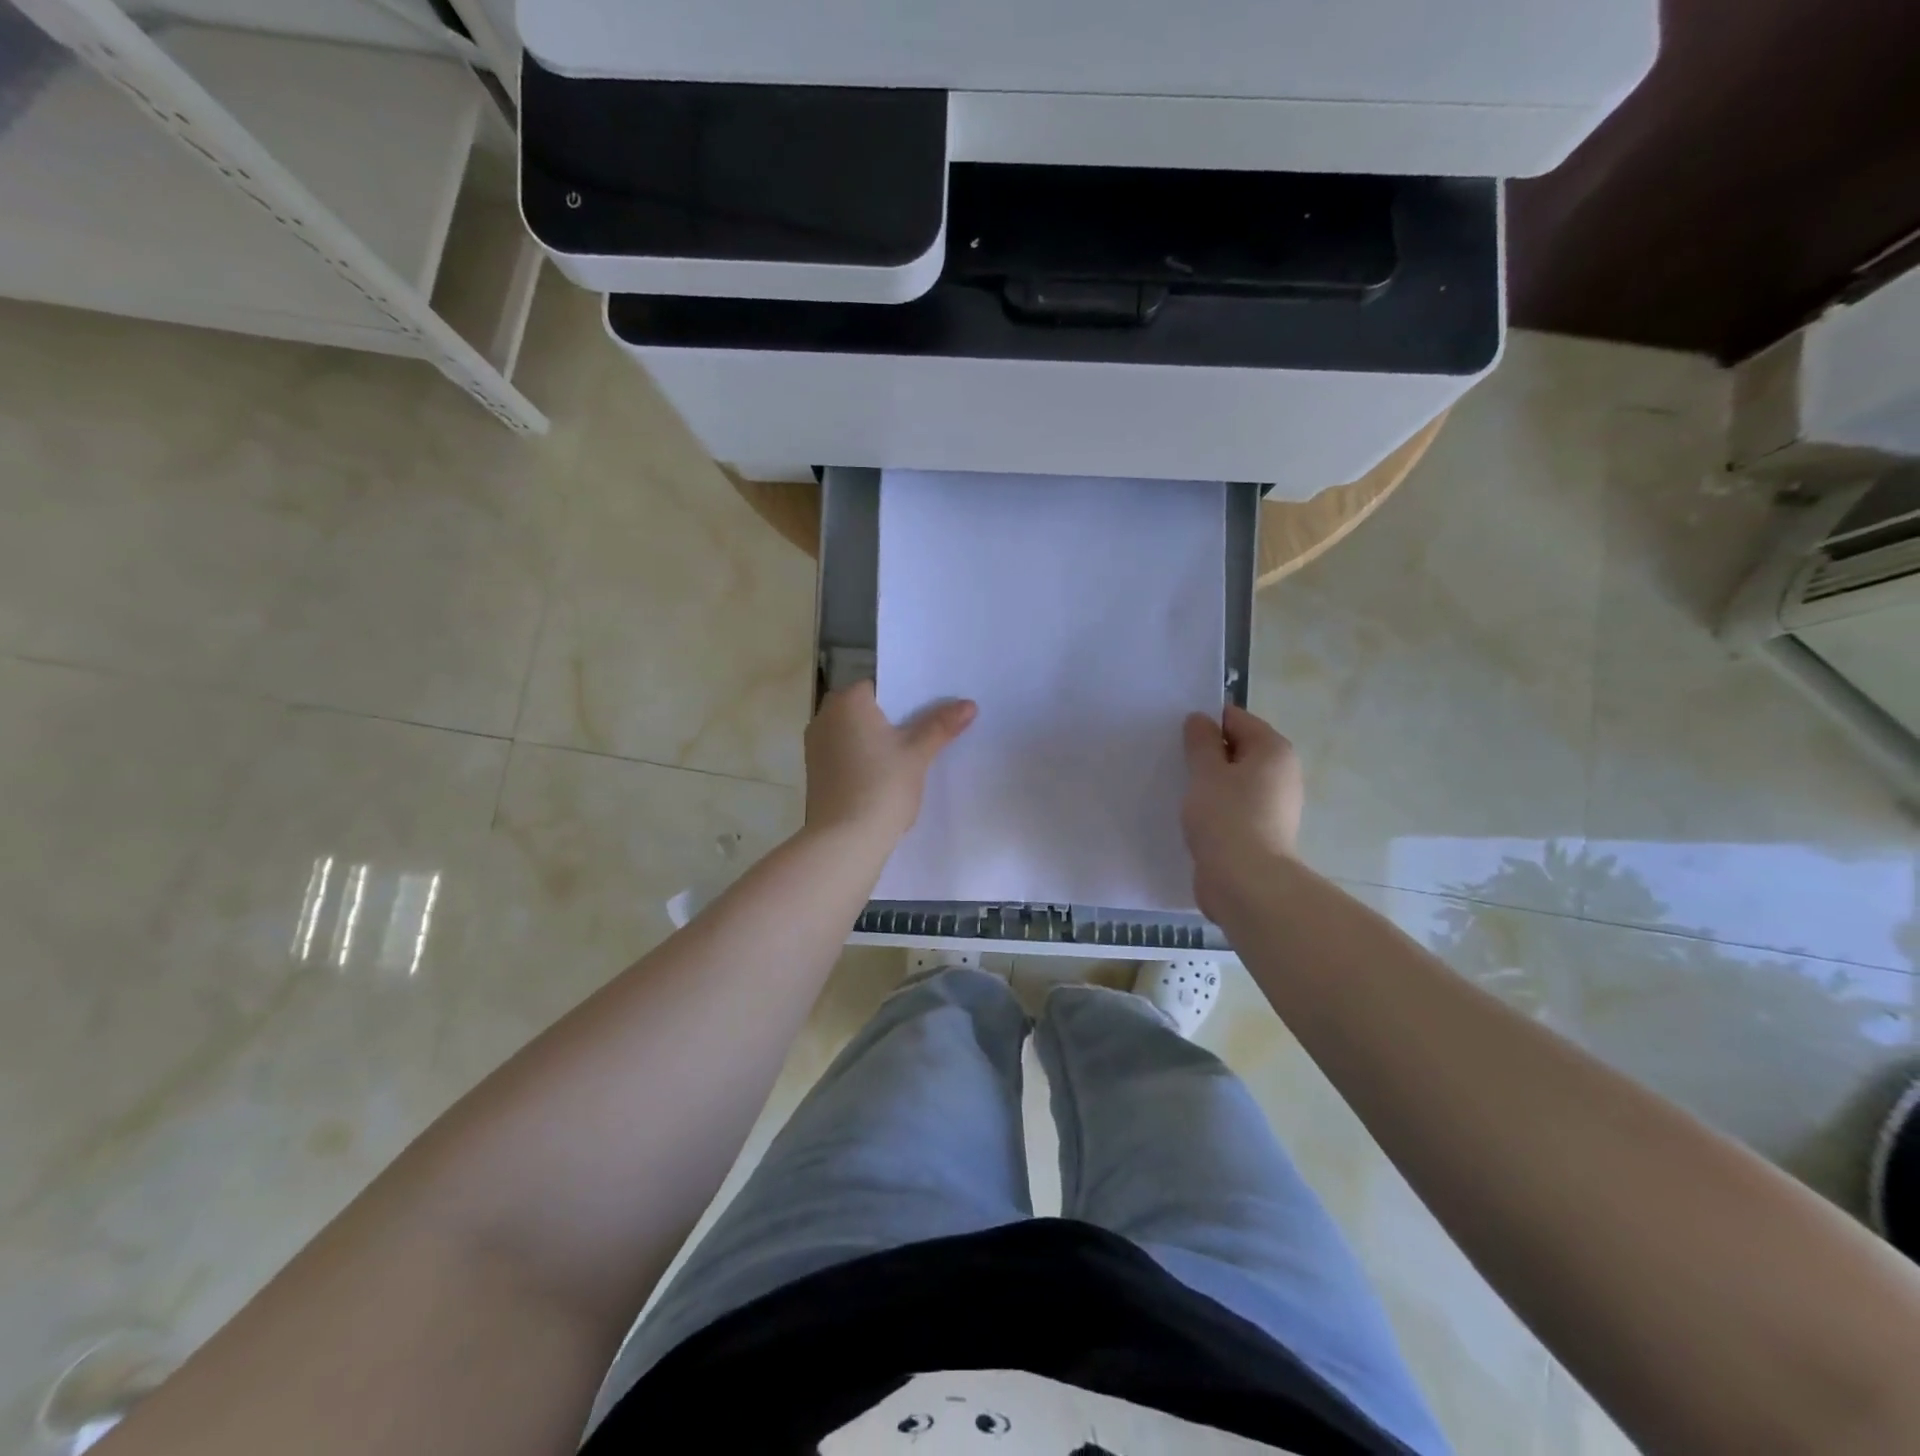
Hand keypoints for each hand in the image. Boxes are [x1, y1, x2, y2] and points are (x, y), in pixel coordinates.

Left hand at [804, 681, 975, 844]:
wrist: (845, 840)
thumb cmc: (882, 786)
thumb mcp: (918, 753)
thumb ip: (941, 725)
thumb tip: (969, 704)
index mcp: (847, 702)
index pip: (879, 686)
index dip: (905, 697)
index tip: (928, 712)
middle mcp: (824, 717)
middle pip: (865, 709)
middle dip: (891, 719)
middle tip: (924, 733)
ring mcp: (815, 746)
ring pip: (853, 733)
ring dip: (875, 741)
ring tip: (908, 756)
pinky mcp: (815, 773)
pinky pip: (844, 754)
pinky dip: (862, 759)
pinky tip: (884, 776)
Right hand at [1181, 705, 1303, 920]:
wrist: (1246, 883)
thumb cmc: (1226, 817)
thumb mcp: (1206, 772)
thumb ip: (1201, 742)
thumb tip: (1200, 719)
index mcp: (1273, 750)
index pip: (1236, 718)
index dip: (1205, 722)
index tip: (1176, 734)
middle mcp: (1281, 773)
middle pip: (1237, 749)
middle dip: (1205, 753)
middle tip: (1172, 759)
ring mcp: (1273, 805)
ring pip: (1233, 781)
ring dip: (1207, 782)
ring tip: (1176, 787)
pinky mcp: (1260, 832)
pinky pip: (1233, 807)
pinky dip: (1213, 806)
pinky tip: (1189, 815)